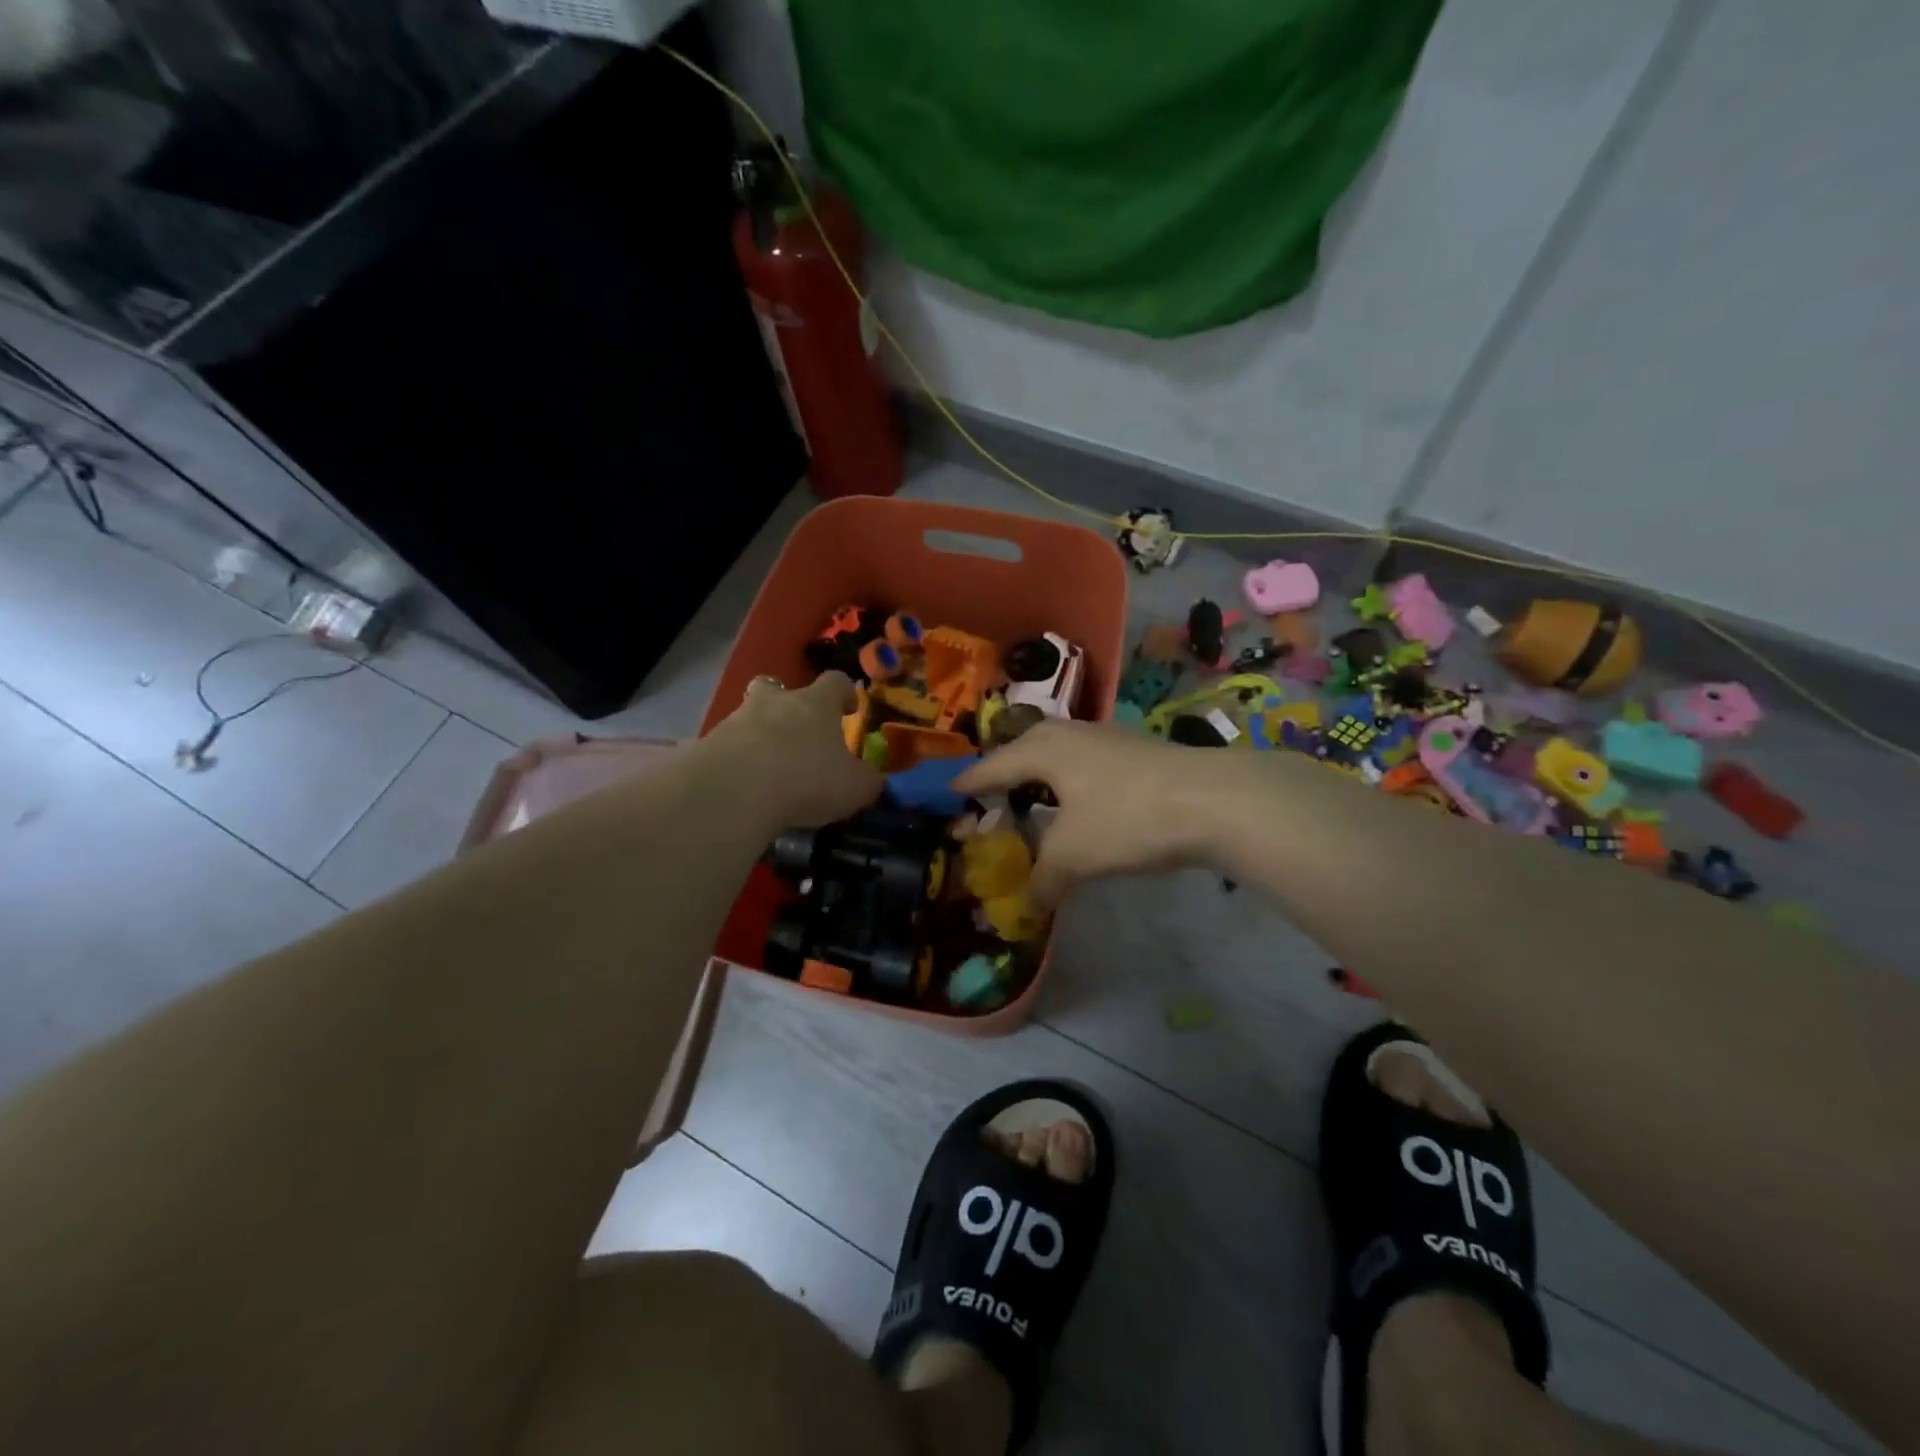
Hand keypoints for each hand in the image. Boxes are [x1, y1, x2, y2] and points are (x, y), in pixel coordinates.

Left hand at [706, 672, 883, 828]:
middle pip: (777, 687)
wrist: (735, 791)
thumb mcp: (854, 787)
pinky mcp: (708, 744)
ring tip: (768, 769)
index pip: (835, 681)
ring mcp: (737, 720)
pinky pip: (726, 747)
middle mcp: (775, 702)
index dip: (843, 692)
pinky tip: (743, 787)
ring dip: (759, 734)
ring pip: (749, 717)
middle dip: (786, 703)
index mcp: (815, 703)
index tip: (848, 707)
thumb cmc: (807, 779)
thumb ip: (868, 781)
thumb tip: (874, 779)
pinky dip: (735, 761)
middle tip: (796, 729)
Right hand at [953, 721, 1229, 906]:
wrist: (1213, 799)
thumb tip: (1028, 905)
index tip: (949, 792)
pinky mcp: (1135, 751)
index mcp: (1042, 750)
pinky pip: (1086, 763)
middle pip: (1024, 748)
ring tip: (1036, 799)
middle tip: (992, 794)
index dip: (968, 783)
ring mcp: (1105, 738)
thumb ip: (1043, 880)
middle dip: (1006, 771)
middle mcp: (1069, 735)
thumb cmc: (1127, 818)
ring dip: (1043, 775)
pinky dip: (1073, 782)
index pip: (991, 767)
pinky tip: (1083, 803)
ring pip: (1059, 753)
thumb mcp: (1074, 856)